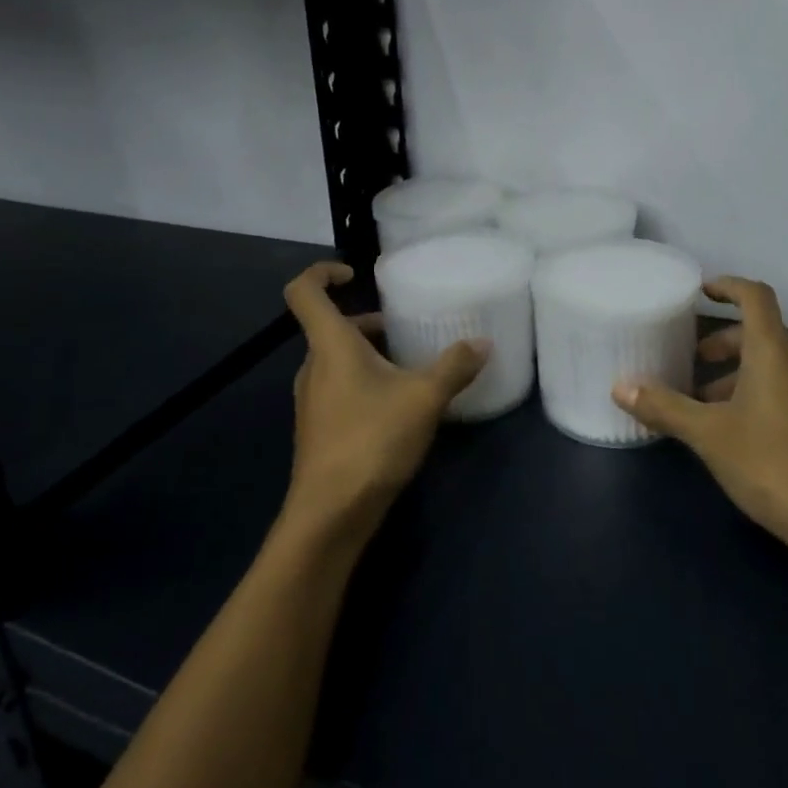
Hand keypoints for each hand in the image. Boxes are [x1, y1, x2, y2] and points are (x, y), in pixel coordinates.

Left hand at [280, 261, 490, 543]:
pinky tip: (398, 405)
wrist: (330, 515)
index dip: (322, 272)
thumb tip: (483, 343)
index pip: (305, 292)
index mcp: (330, 345)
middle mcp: (314, 366)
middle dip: (367, 322)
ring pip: (337, 360)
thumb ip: (454, 366)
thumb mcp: (424, 398)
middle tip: (404, 327)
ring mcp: (312, 400)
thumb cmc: (371, 440)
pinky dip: (365, 382)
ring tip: (410, 366)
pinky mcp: (319, 428)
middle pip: (331, 327)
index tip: (354, 274)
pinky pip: (340, 387)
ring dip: (368, 354)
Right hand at [612, 277, 787, 562]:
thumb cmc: (773, 464)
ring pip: (770, 365)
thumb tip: (620, 387)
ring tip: (700, 404)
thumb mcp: (709, 435)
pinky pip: (783, 388)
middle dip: (721, 343)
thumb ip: (665, 407)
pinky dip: (754, 393)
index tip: (700, 293)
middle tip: (689, 361)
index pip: (755, 296)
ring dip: (734, 374)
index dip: (727, 286)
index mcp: (774, 351)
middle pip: (758, 333)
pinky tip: (732, 431)